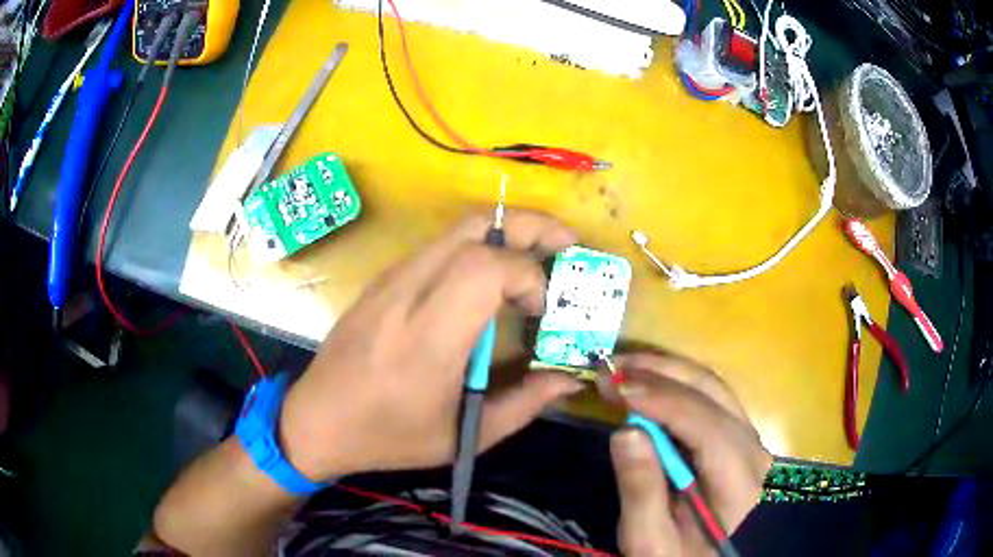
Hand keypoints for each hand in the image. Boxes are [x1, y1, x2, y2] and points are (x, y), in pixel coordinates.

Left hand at [279, 210, 583, 479]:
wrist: (317, 420)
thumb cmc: (389, 436)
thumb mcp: (464, 435)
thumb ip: (524, 404)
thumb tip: (569, 379)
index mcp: (428, 338)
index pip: (486, 268)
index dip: (527, 275)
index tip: (539, 307)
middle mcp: (406, 295)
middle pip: (475, 228)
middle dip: (530, 224)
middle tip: (566, 240)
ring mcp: (389, 280)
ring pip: (456, 229)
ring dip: (505, 230)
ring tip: (538, 251)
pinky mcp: (382, 279)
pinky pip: (438, 246)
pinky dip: (477, 245)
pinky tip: (490, 273)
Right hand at [598, 352, 770, 555]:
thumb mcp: (651, 541)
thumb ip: (641, 491)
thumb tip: (626, 431)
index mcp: (741, 482)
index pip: (707, 426)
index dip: (662, 401)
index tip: (615, 387)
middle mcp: (754, 451)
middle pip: (713, 395)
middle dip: (661, 374)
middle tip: (612, 368)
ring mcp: (749, 440)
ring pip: (714, 389)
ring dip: (669, 372)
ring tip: (625, 368)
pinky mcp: (738, 439)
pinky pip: (712, 400)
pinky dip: (677, 385)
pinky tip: (649, 383)